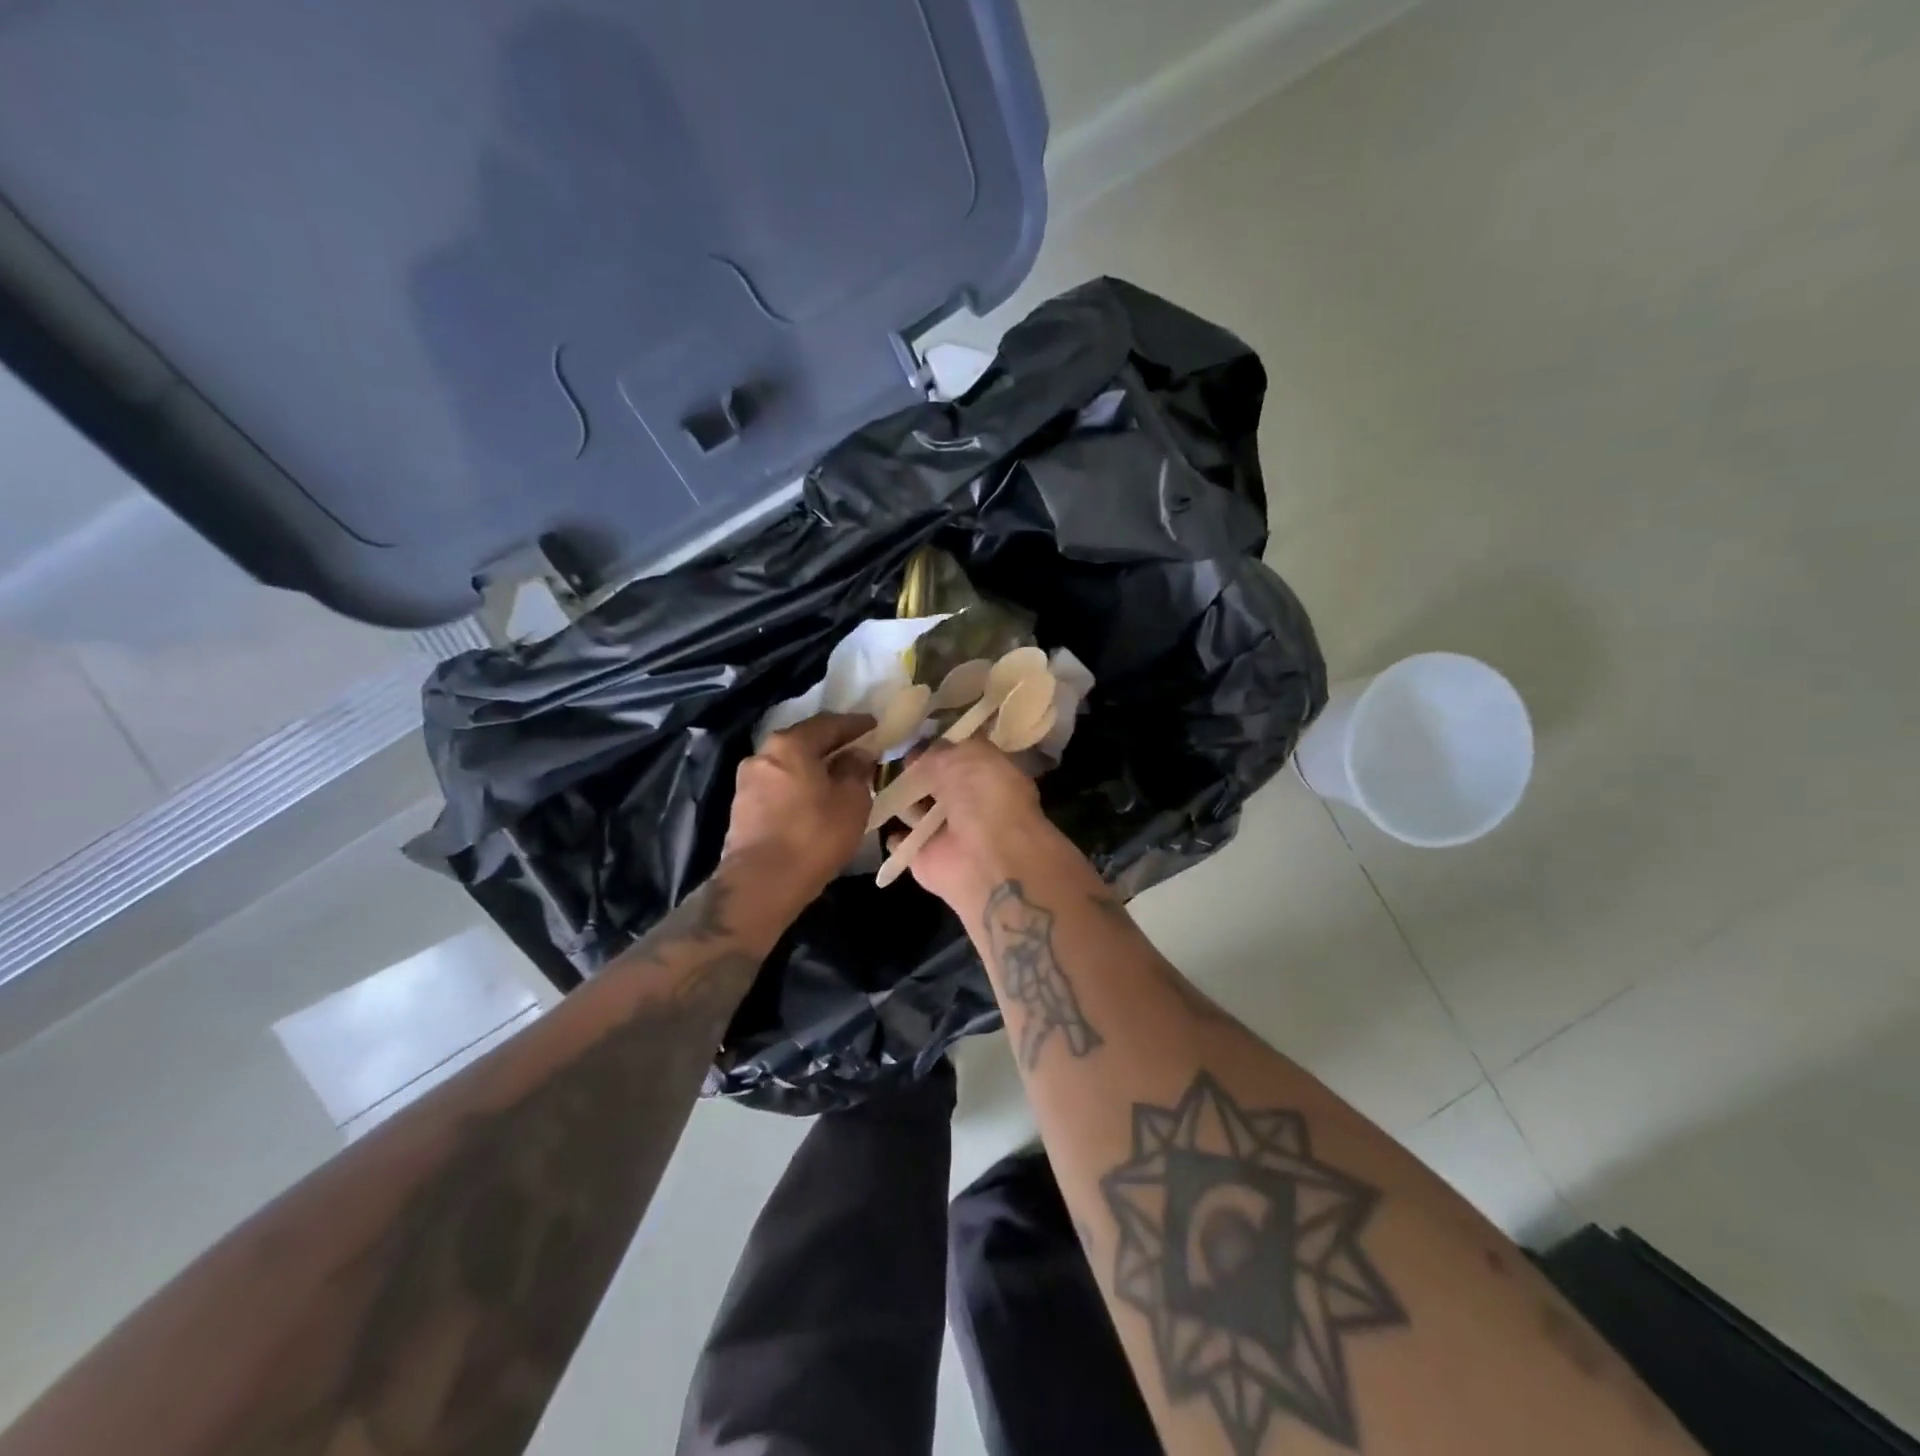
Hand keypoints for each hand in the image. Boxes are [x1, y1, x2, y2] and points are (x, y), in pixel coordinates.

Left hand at [722, 712, 876, 907]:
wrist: (761, 885)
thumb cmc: (814, 836)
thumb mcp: (852, 801)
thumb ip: (857, 770)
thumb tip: (857, 754)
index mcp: (790, 745)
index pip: (828, 723)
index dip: (855, 724)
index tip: (874, 725)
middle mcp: (763, 755)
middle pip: (804, 742)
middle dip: (832, 745)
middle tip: (857, 750)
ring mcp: (747, 782)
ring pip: (789, 765)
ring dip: (813, 768)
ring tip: (837, 778)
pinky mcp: (741, 809)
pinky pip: (778, 786)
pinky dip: (798, 787)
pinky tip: (814, 800)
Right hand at [887, 739, 1085, 912]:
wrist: (986, 861)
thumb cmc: (985, 799)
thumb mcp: (967, 756)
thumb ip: (942, 750)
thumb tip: (918, 751)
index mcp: (990, 775)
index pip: (961, 754)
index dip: (939, 744)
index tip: (911, 733)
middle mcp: (970, 802)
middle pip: (936, 781)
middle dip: (915, 770)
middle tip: (886, 754)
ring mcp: (945, 831)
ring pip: (915, 808)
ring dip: (900, 797)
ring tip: (873, 778)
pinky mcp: (923, 856)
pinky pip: (901, 840)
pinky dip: (892, 833)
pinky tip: (875, 814)